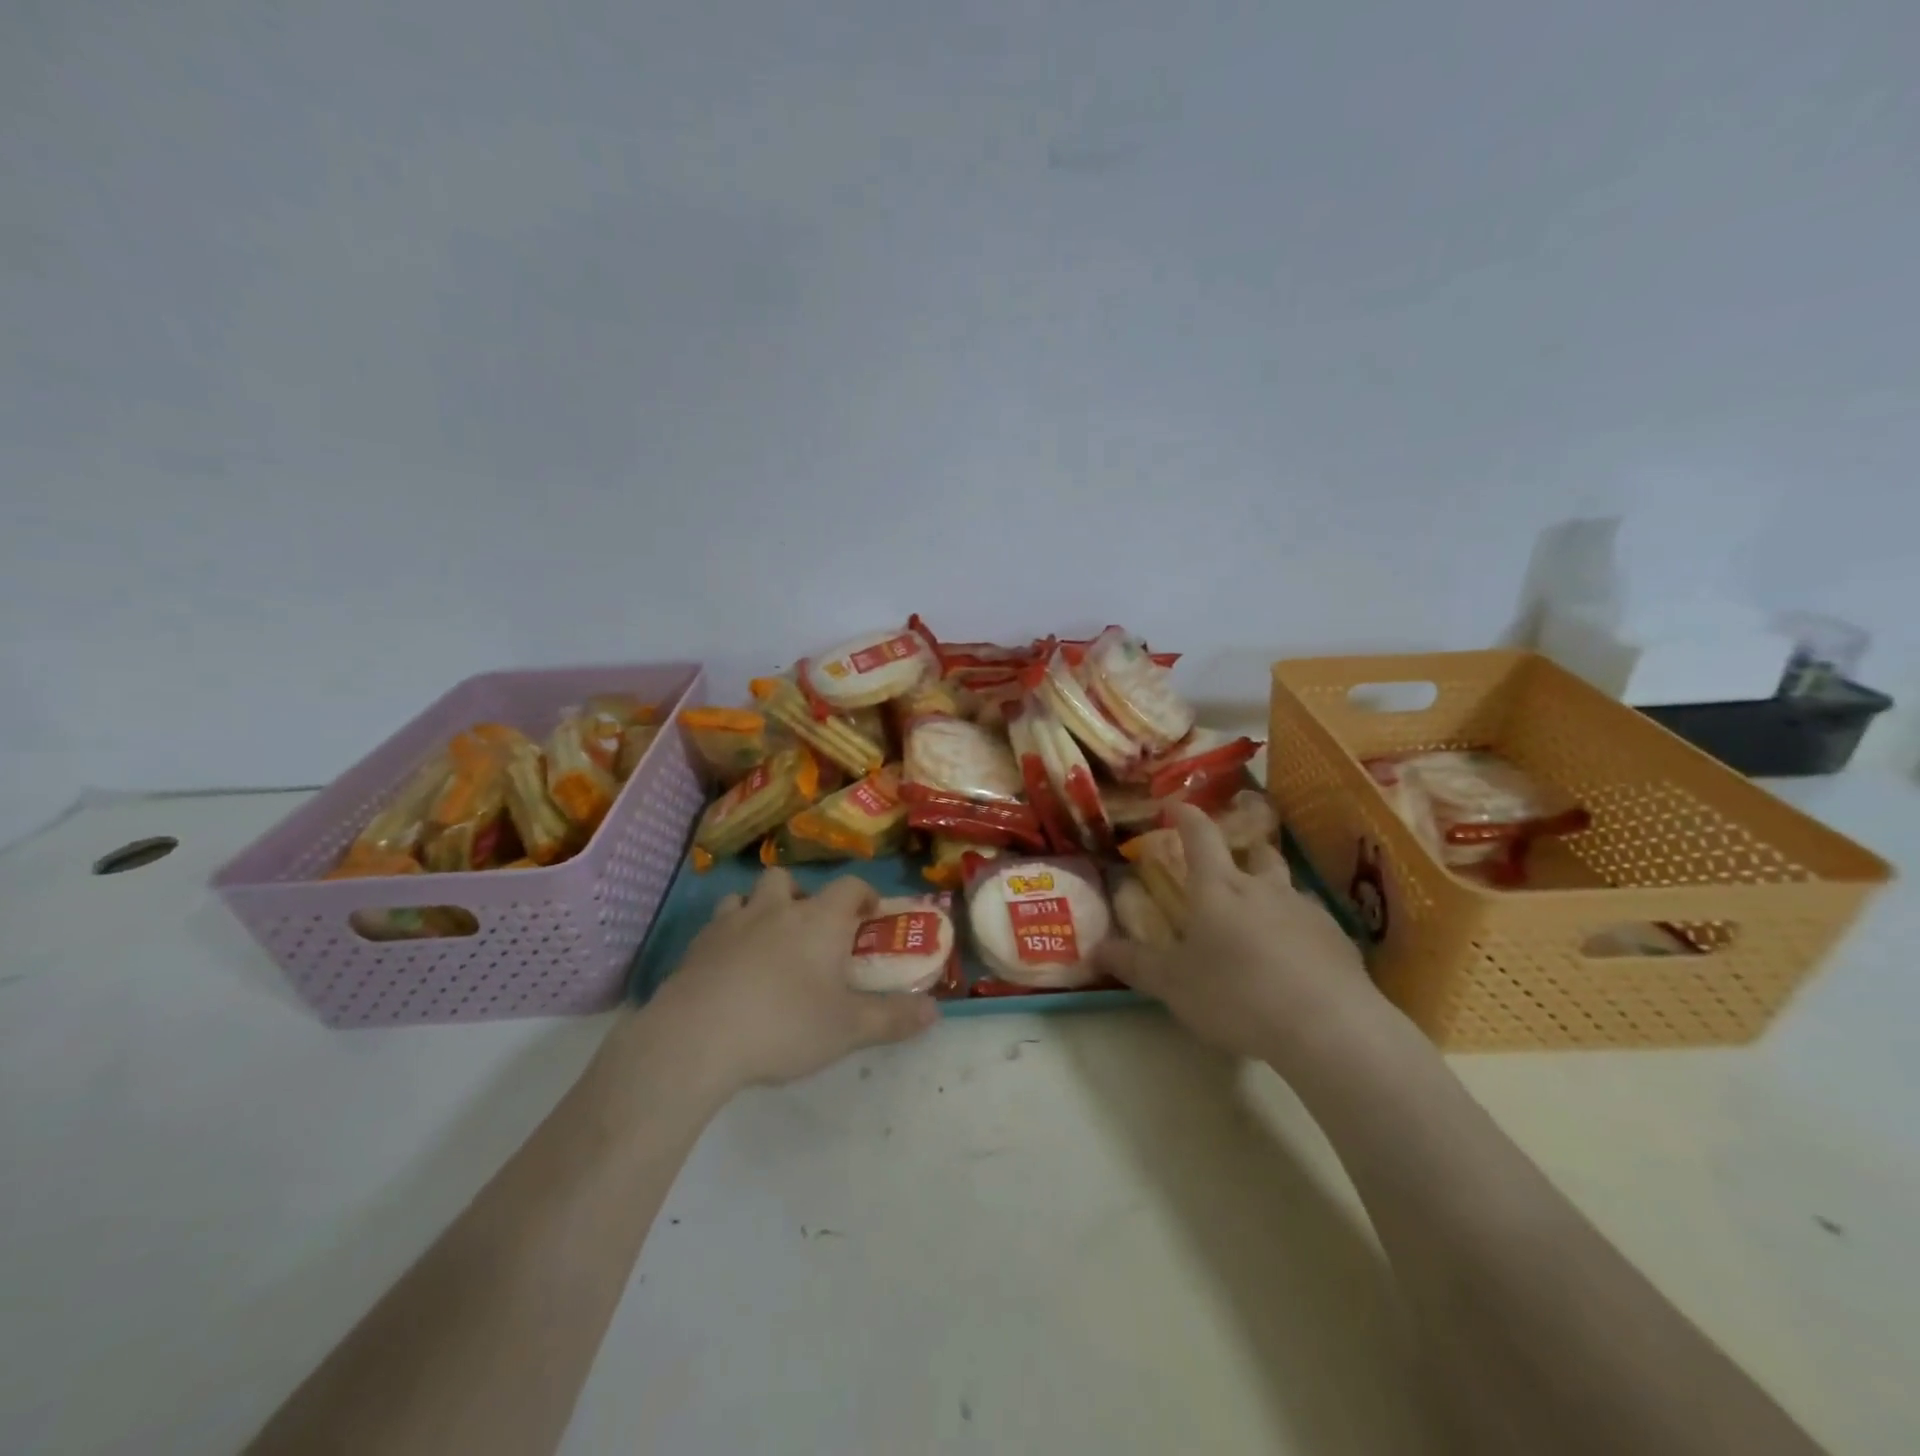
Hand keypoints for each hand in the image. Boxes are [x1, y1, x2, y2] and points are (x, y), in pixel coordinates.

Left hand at [648, 868, 937, 1090]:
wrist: (697, 1038)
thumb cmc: (784, 1025)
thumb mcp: (848, 1029)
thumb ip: (894, 1019)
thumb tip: (936, 1011)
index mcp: (818, 920)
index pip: (849, 886)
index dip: (863, 894)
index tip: (870, 913)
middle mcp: (774, 909)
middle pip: (787, 879)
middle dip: (801, 896)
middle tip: (809, 929)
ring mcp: (730, 923)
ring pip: (746, 896)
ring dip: (759, 909)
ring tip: (766, 943)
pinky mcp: (695, 947)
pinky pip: (716, 926)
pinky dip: (727, 937)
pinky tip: (729, 969)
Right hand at [1098, 806, 1385, 1066]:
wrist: (1327, 1026)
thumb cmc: (1236, 995)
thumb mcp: (1173, 985)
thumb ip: (1135, 964)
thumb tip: (1096, 948)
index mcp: (1218, 888)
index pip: (1200, 836)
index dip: (1187, 816)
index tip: (1177, 805)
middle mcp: (1264, 888)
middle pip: (1256, 852)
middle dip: (1243, 851)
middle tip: (1231, 866)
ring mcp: (1306, 911)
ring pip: (1288, 886)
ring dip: (1273, 892)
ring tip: (1263, 920)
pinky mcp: (1339, 940)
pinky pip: (1314, 923)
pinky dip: (1300, 930)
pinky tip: (1296, 961)